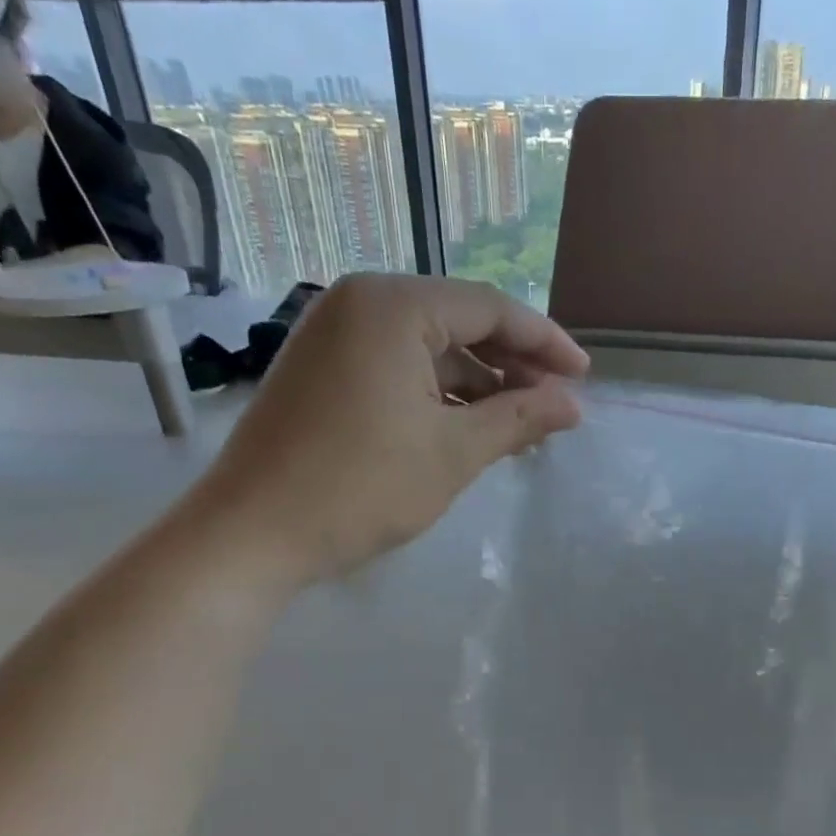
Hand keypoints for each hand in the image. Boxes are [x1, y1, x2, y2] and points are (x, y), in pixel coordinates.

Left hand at [185, 274, 588, 597]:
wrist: (252, 533)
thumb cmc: (361, 486)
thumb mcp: (454, 452)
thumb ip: (519, 419)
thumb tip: (573, 405)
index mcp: (393, 305)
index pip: (491, 308)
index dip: (545, 343)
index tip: (584, 377)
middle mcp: (360, 302)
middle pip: (460, 321)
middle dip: (513, 364)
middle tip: (554, 404)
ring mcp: (334, 334)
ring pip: (429, 347)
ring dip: (478, 383)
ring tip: (519, 423)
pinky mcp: (322, 368)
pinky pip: (398, 366)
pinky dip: (438, 393)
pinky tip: (467, 426)